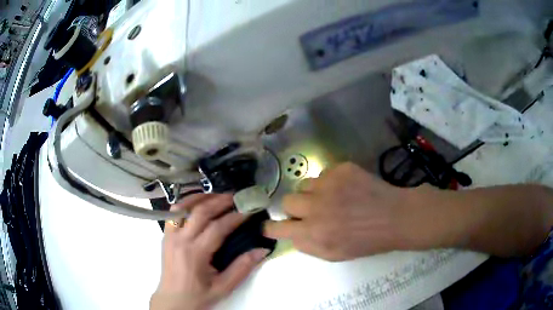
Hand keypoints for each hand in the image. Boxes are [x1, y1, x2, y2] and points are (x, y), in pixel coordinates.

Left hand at [151, 194, 269, 309]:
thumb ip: (242, 268)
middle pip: (201, 212)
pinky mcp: (165, 236)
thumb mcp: (223, 287)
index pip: (218, 228)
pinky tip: (198, 203)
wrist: (173, 301)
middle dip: (221, 201)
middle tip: (237, 197)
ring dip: (202, 197)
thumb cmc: (199, 296)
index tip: (249, 210)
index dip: (235, 216)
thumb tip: (262, 249)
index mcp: (195, 254)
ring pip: (184, 206)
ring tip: (218, 195)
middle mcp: (180, 240)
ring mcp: (170, 235)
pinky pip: (175, 212)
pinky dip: (187, 203)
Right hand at [263, 163, 412, 260]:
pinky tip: (346, 189)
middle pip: (287, 201)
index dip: (271, 227)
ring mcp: (328, 184)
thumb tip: (291, 233)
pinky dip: (330, 183)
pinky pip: (323, 174)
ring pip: (304, 185)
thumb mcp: (334, 255)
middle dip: (294, 208)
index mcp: (314, 232)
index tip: (271, 226)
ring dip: (312, 194)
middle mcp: (316, 206)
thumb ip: (307, 245)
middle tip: (310, 211)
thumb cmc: (366, 241)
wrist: (394, 217)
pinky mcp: (340, 169)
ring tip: (331, 198)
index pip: (278, 227)